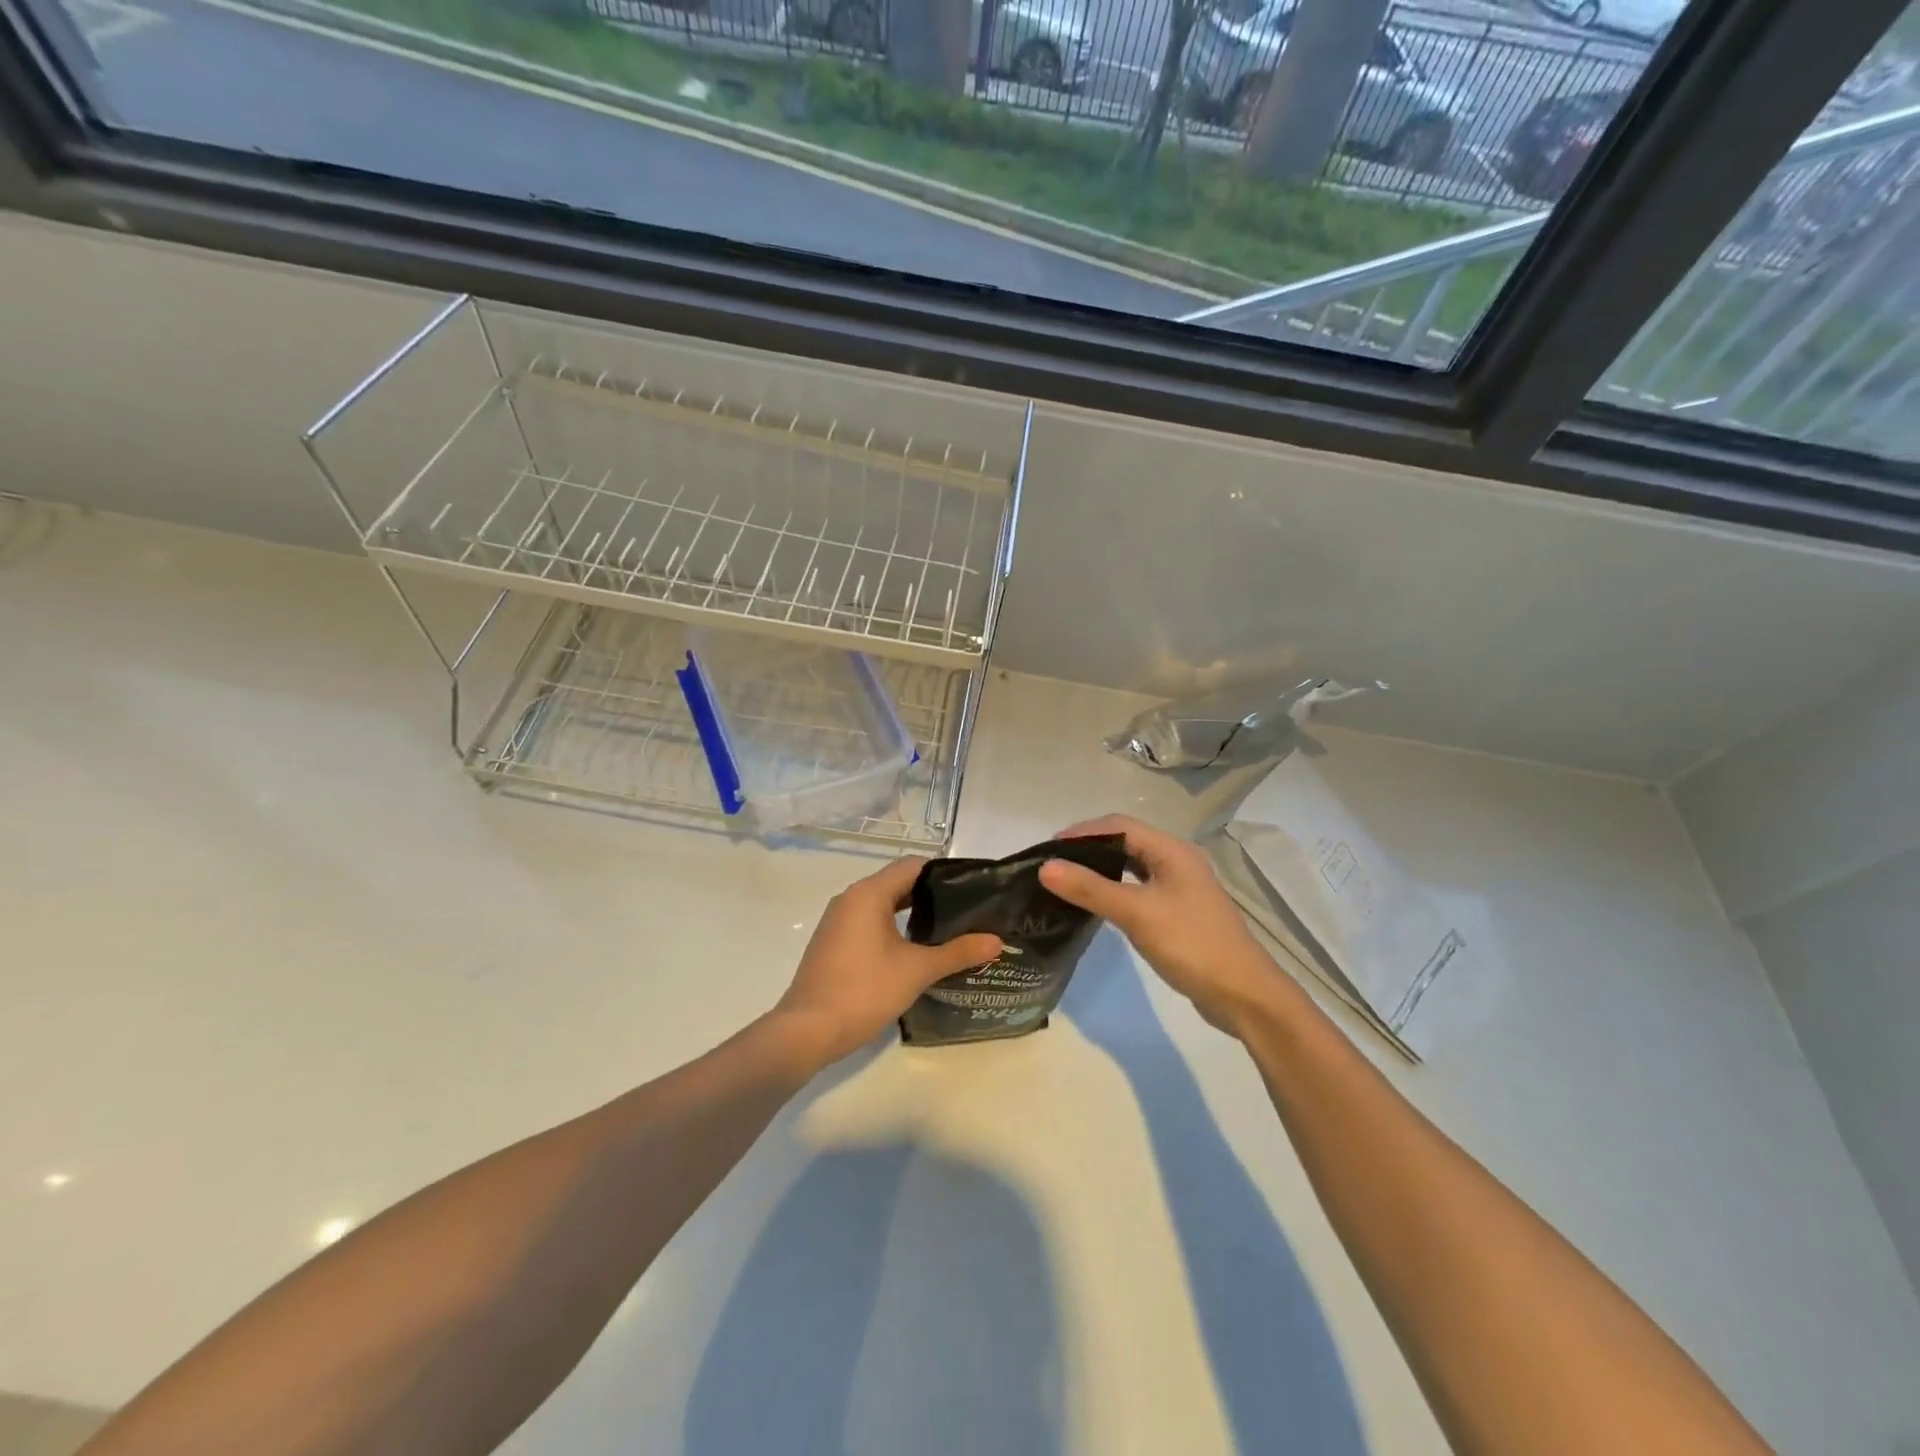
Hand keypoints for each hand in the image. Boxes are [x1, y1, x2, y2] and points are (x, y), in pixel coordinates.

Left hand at [772, 856, 1000, 1066]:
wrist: (807, 1030)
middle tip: (968, 911)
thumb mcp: (917, 970)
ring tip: (948, 930)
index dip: (945, 873)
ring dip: (913, 913)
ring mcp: (838, 920)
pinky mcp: (833, 942)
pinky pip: (869, 922)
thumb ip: (957, 952)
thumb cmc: (864, 990)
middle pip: (898, 883)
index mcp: (869, 893)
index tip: (973, 888)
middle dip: (932, 895)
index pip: (913, 866)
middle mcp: (850, 898)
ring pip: (883, 904)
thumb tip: (996, 941)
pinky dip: (893, 927)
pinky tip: (915, 949)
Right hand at [1040, 814, 1289, 1036]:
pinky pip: (1141, 889)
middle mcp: (1178, 861)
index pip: (1120, 826)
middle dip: (1090, 848)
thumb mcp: (1137, 914)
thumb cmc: (1191, 945)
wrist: (1243, 995)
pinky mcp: (1180, 912)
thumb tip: (1046, 867)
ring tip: (1070, 881)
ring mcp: (1181, 888)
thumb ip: (1091, 889)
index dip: (1083, 831)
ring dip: (1103, 869)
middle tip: (1054, 865)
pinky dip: (1117, 889)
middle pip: (1127, 842)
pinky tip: (1100, 904)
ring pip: (1134, 866)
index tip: (1049, 848)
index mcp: (1172, 851)